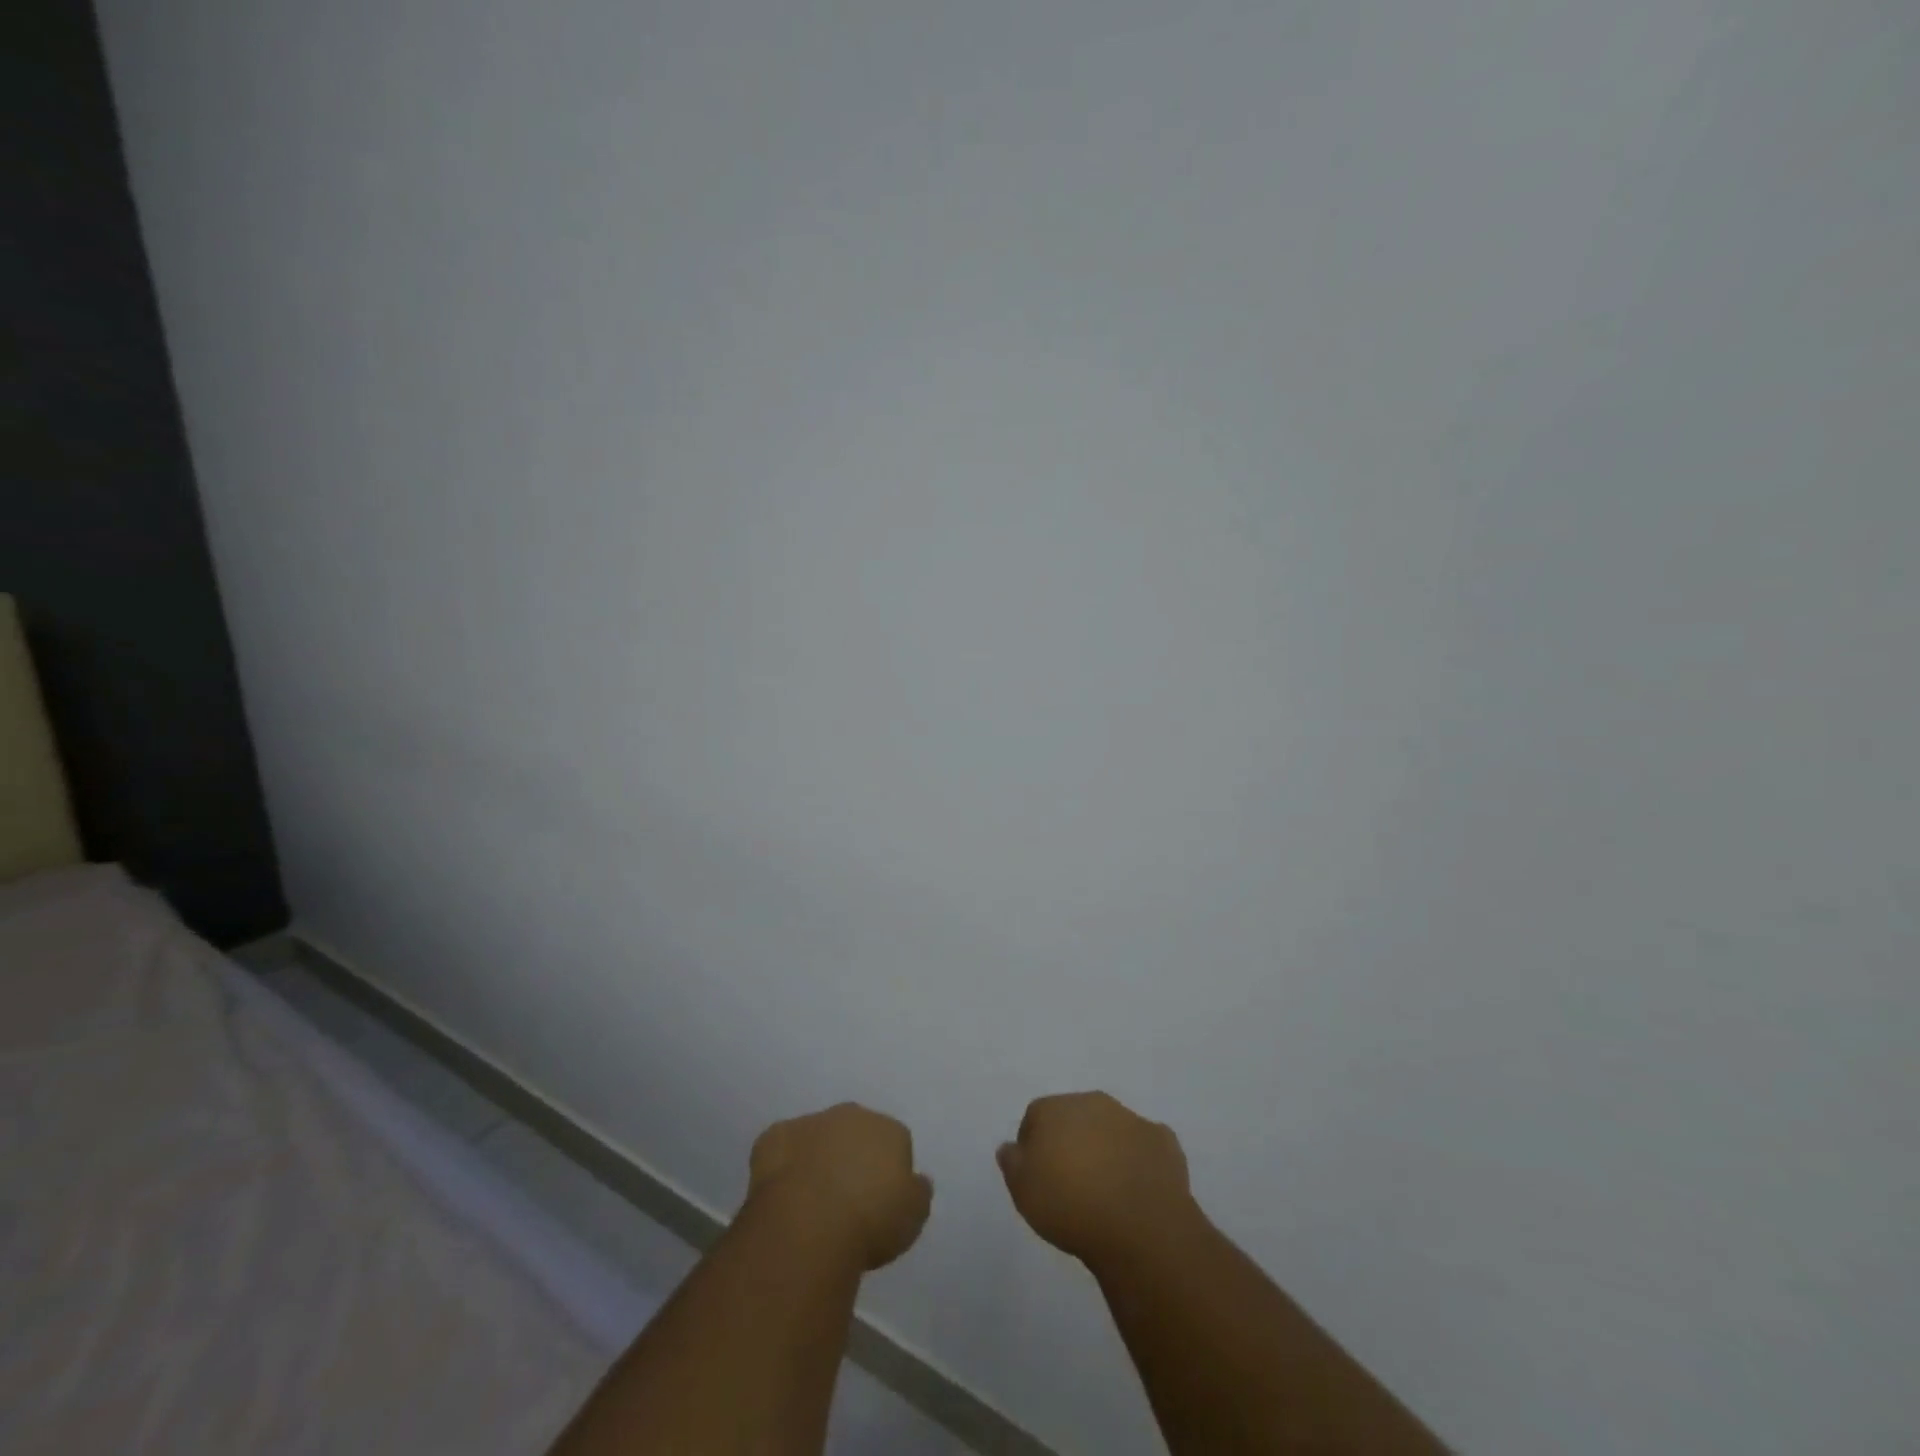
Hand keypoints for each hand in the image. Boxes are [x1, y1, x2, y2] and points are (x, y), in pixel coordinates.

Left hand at [748, 1103, 932, 1270]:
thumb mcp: (913, 1216)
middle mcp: (852, 1115)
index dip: (887, 1173)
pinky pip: (782, 1148)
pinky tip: (783, 1195)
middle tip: (846, 1200)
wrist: (809, 1224)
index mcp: (889, 1129)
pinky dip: (783, 1165)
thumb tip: (916, 1180)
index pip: (895, 1143)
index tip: (880, 1203)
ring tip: (812, 1202)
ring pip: (818, 1137)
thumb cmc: (870, 1221)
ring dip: (817, 1158)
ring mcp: (810, 1122)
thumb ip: (917, 1192)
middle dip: (852, 1156)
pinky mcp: (774, 1137)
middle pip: (856, 1132)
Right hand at [998, 1091, 1196, 1265]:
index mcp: (1054, 1108)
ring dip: (1105, 1149)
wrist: (1138, 1224)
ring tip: (1105, 1191)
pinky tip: (1137, 1190)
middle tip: (1071, 1183)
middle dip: (1071, 1142)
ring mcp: (1130, 1118)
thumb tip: (1010, 1146)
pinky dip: (1139, 1161)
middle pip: (1074, 1117)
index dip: (1033, 1147)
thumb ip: (1012, 1162)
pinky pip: (1143, 1146)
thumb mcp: (1023, 1190)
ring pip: (1110, 1129)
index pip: (1035, 1118)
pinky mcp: (1162, 1140)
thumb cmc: (1070, 1205)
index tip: (1038, 1177)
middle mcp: (1091, 1102)